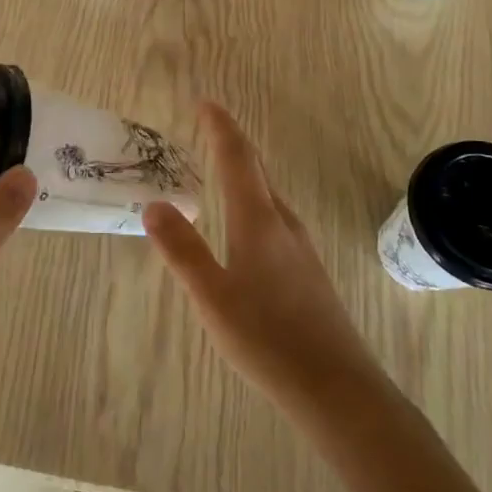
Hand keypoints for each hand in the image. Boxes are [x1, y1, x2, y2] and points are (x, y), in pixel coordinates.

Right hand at [143, 101, 385, 421]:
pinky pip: (275, 218)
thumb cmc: (268, 339)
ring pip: (268, 196)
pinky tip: (247, 226)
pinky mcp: (308, 272)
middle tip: (209, 127)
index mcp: (258, 221)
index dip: (221, 127)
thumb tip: (155, 204)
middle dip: (232, 144)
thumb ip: (182, 249)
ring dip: (245, 173)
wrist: (337, 388)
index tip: (206, 102)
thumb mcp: (212, 296)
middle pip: (257, 171)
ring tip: (223, 168)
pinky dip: (254, 202)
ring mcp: (301, 248)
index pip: (237, 159)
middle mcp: (283, 224)